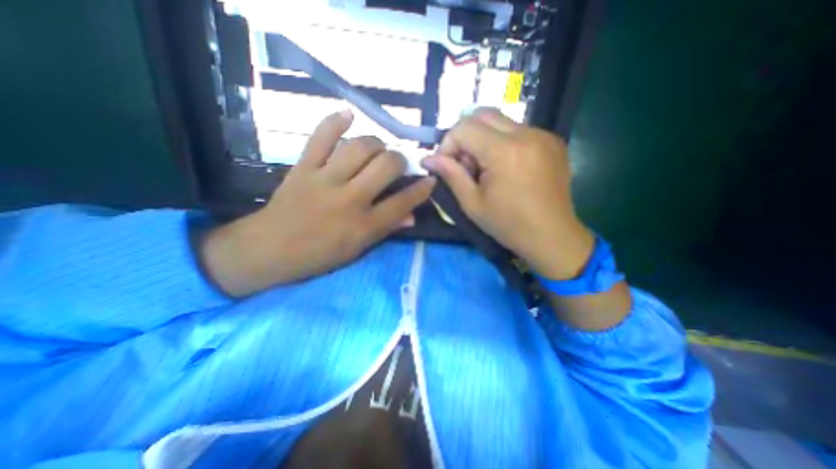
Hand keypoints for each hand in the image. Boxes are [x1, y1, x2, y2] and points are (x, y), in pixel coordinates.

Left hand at [204, 109, 437, 295]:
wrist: (270, 249)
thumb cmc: (320, 255)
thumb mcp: (359, 249)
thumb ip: (387, 229)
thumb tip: (412, 215)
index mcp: (364, 225)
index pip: (403, 201)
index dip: (422, 188)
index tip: (430, 179)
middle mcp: (350, 199)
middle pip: (386, 166)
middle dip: (400, 160)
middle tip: (398, 164)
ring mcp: (325, 180)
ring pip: (360, 147)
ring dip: (376, 144)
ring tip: (377, 149)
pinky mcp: (303, 167)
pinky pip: (320, 137)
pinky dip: (335, 121)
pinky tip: (348, 114)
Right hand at [426, 110, 592, 277]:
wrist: (553, 236)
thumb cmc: (509, 225)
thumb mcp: (472, 204)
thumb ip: (451, 175)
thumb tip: (428, 159)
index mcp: (504, 151)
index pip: (464, 127)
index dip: (448, 144)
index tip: (447, 166)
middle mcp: (526, 134)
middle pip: (483, 115)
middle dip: (465, 137)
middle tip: (466, 165)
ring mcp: (543, 135)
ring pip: (501, 122)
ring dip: (484, 140)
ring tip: (486, 170)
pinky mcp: (553, 141)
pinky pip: (518, 131)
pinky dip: (503, 143)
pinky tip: (506, 168)